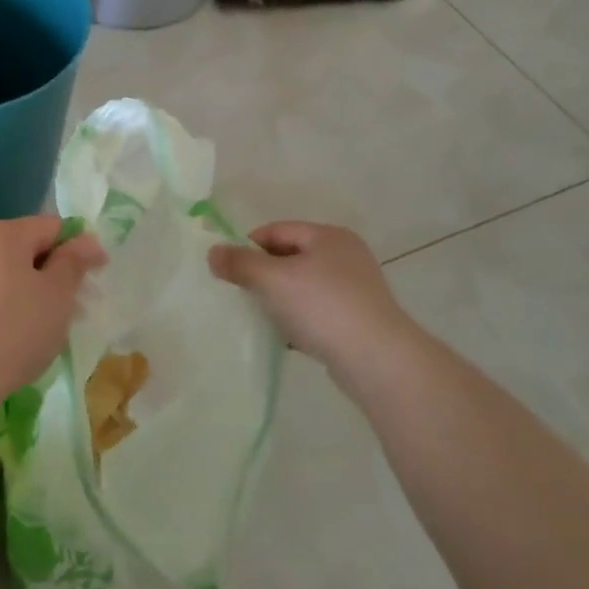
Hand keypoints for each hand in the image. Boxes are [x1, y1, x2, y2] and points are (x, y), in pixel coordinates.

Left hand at [0, 215, 105, 413]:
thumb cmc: (13, 332)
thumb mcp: (57, 297)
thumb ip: (73, 263)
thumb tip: (85, 240)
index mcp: (2, 232)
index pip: (51, 227)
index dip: (76, 251)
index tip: (89, 284)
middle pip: (19, 247)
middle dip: (44, 272)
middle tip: (62, 312)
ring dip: (16, 289)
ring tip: (28, 329)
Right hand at [209, 221, 414, 366]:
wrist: (376, 359)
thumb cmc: (323, 307)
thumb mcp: (274, 279)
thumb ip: (240, 264)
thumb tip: (212, 252)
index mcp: (328, 236)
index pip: (277, 230)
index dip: (249, 246)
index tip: (230, 270)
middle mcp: (345, 256)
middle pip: (290, 256)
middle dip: (263, 274)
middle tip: (243, 293)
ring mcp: (354, 288)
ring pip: (302, 285)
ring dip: (279, 298)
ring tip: (263, 316)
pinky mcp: (356, 318)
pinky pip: (315, 311)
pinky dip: (297, 319)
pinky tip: (286, 337)